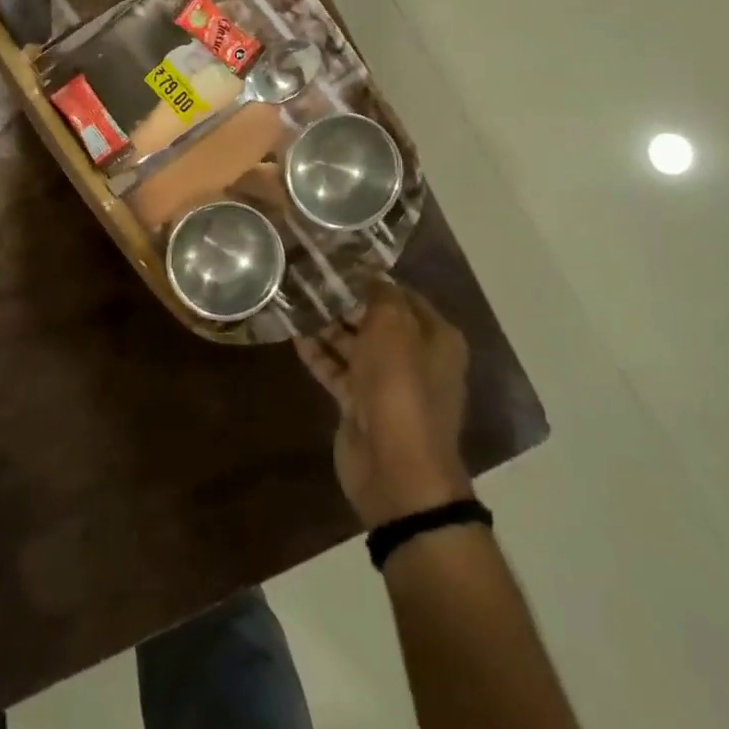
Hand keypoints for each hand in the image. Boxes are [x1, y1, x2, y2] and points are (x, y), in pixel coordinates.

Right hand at [295, 278, 474, 528]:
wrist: (395, 469)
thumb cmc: (400, 387)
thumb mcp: (393, 327)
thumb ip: (381, 295)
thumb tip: (371, 275)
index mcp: (435, 337)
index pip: (402, 294)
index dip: (372, 277)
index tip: (337, 260)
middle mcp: (414, 357)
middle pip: (375, 319)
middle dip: (344, 301)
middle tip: (308, 277)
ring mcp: (386, 384)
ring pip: (353, 344)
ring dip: (327, 326)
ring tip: (294, 299)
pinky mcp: (359, 405)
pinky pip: (336, 370)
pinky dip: (318, 354)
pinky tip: (293, 334)